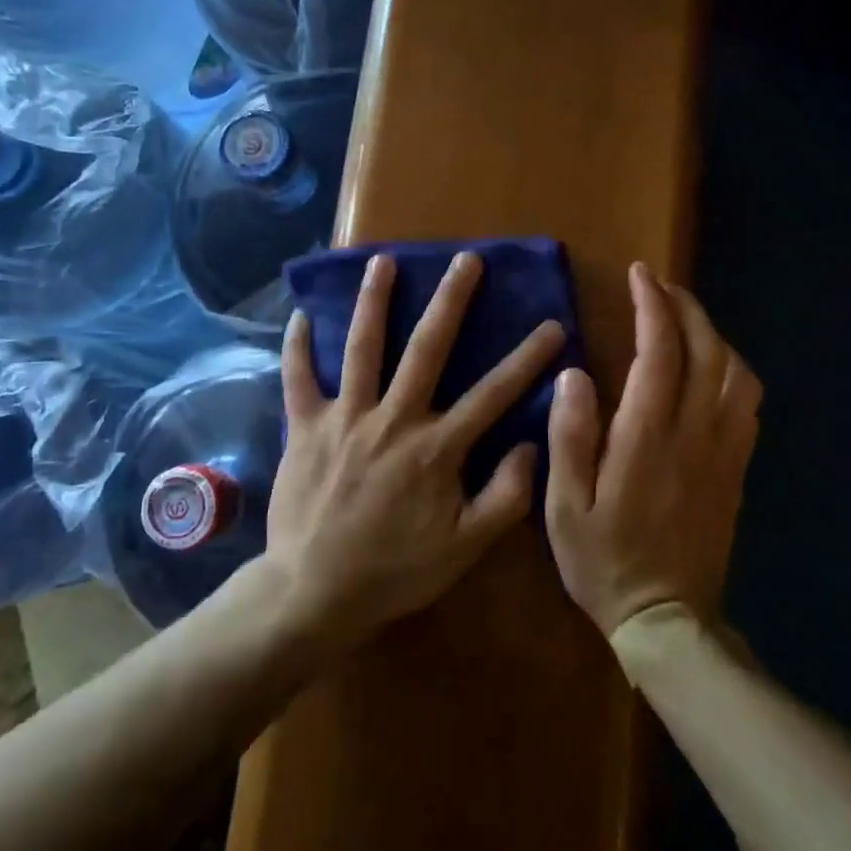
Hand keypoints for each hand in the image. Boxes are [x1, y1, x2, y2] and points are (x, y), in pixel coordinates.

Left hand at [267, 251, 566, 647]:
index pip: (493, 393)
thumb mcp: (465, 547)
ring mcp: (345, 417)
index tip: (552, 325)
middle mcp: (393, 418)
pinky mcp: (305, 426)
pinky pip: (298, 378)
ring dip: (374, 301)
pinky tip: (300, 314)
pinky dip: (297, 346)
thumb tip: (530, 445)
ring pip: (362, 347)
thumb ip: (506, 496)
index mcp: (436, 447)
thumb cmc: (395, 570)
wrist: (315, 591)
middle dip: (451, 300)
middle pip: (427, 348)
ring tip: (383, 261)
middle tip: (466, 260)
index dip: (528, 358)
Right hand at [546, 262, 761, 637]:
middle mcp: (694, 433)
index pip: (660, 352)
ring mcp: (724, 450)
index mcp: (648, 437)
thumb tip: (575, 373)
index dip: (652, 306)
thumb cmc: (605, 560)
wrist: (667, 619)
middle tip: (660, 284)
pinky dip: (732, 368)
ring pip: (735, 372)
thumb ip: (570, 436)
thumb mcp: (565, 506)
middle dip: (686, 307)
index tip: (640, 275)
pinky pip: (747, 403)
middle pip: (706, 351)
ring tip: (684, 318)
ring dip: (713, 334)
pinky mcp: (736, 468)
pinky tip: (713, 366)